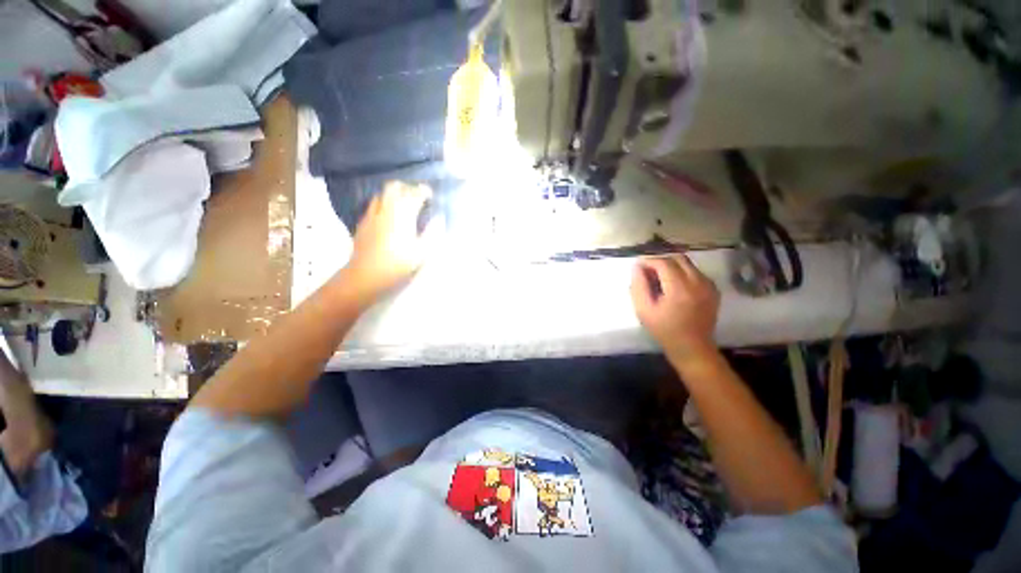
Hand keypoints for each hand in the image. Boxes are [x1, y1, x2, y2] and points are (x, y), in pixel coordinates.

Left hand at [341, 181, 434, 303]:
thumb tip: (438, 219)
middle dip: (407, 187)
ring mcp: (372, 215)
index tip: (430, 195)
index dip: (423, 192)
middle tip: (416, 196)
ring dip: (394, 195)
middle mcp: (386, 210)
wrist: (366, 275)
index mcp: (403, 216)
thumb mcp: (421, 253)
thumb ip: (431, 234)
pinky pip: (374, 206)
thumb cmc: (397, 265)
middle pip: (394, 187)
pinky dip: (384, 205)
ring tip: (403, 204)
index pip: (414, 194)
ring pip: (382, 195)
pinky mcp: (363, 223)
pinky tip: (388, 217)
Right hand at [630, 255, 719, 364]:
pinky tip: (673, 285)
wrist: (693, 348)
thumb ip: (638, 286)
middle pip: (677, 258)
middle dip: (660, 260)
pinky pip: (695, 272)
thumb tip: (637, 267)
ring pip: (687, 264)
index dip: (649, 261)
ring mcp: (708, 285)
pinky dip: (682, 272)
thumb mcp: (644, 310)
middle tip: (648, 271)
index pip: (663, 262)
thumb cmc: (664, 330)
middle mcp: (698, 282)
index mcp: (680, 288)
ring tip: (659, 278)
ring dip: (671, 266)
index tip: (638, 266)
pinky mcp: (713, 289)